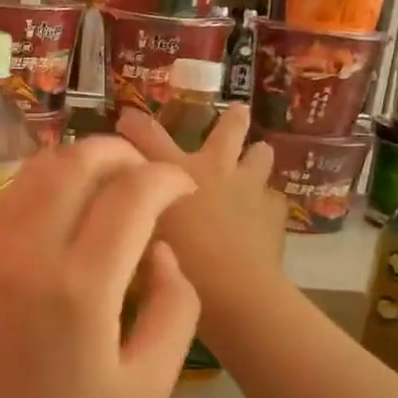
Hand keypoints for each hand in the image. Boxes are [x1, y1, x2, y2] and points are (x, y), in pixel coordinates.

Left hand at [0, 137, 199, 397]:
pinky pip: (10, 200)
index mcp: (79, 289)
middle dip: (120, 153)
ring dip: (79, 163)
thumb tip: (162, 252)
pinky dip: (46, 187)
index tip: (184, 190)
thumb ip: (174, 308)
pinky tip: (67, 213)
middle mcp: (26, 254)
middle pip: (74, 163)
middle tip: (147, 174)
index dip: (166, 179)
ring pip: (35, 172)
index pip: (130, 195)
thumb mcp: (148, 387)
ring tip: (111, 184)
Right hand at [116, 105, 287, 304]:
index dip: (135, 125)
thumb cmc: (178, 261)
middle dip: (232, 119)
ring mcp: (249, 188)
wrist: (234, 288)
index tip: (125, 119)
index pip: (148, 136)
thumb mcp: (140, 238)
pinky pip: (272, 200)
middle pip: (228, 131)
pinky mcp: (274, 213)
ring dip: (257, 156)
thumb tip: (123, 210)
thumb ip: (134, 218)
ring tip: (258, 155)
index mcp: (175, 170)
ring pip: (260, 157)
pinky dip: (265, 204)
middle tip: (239, 110)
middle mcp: (215, 169)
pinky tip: (261, 217)